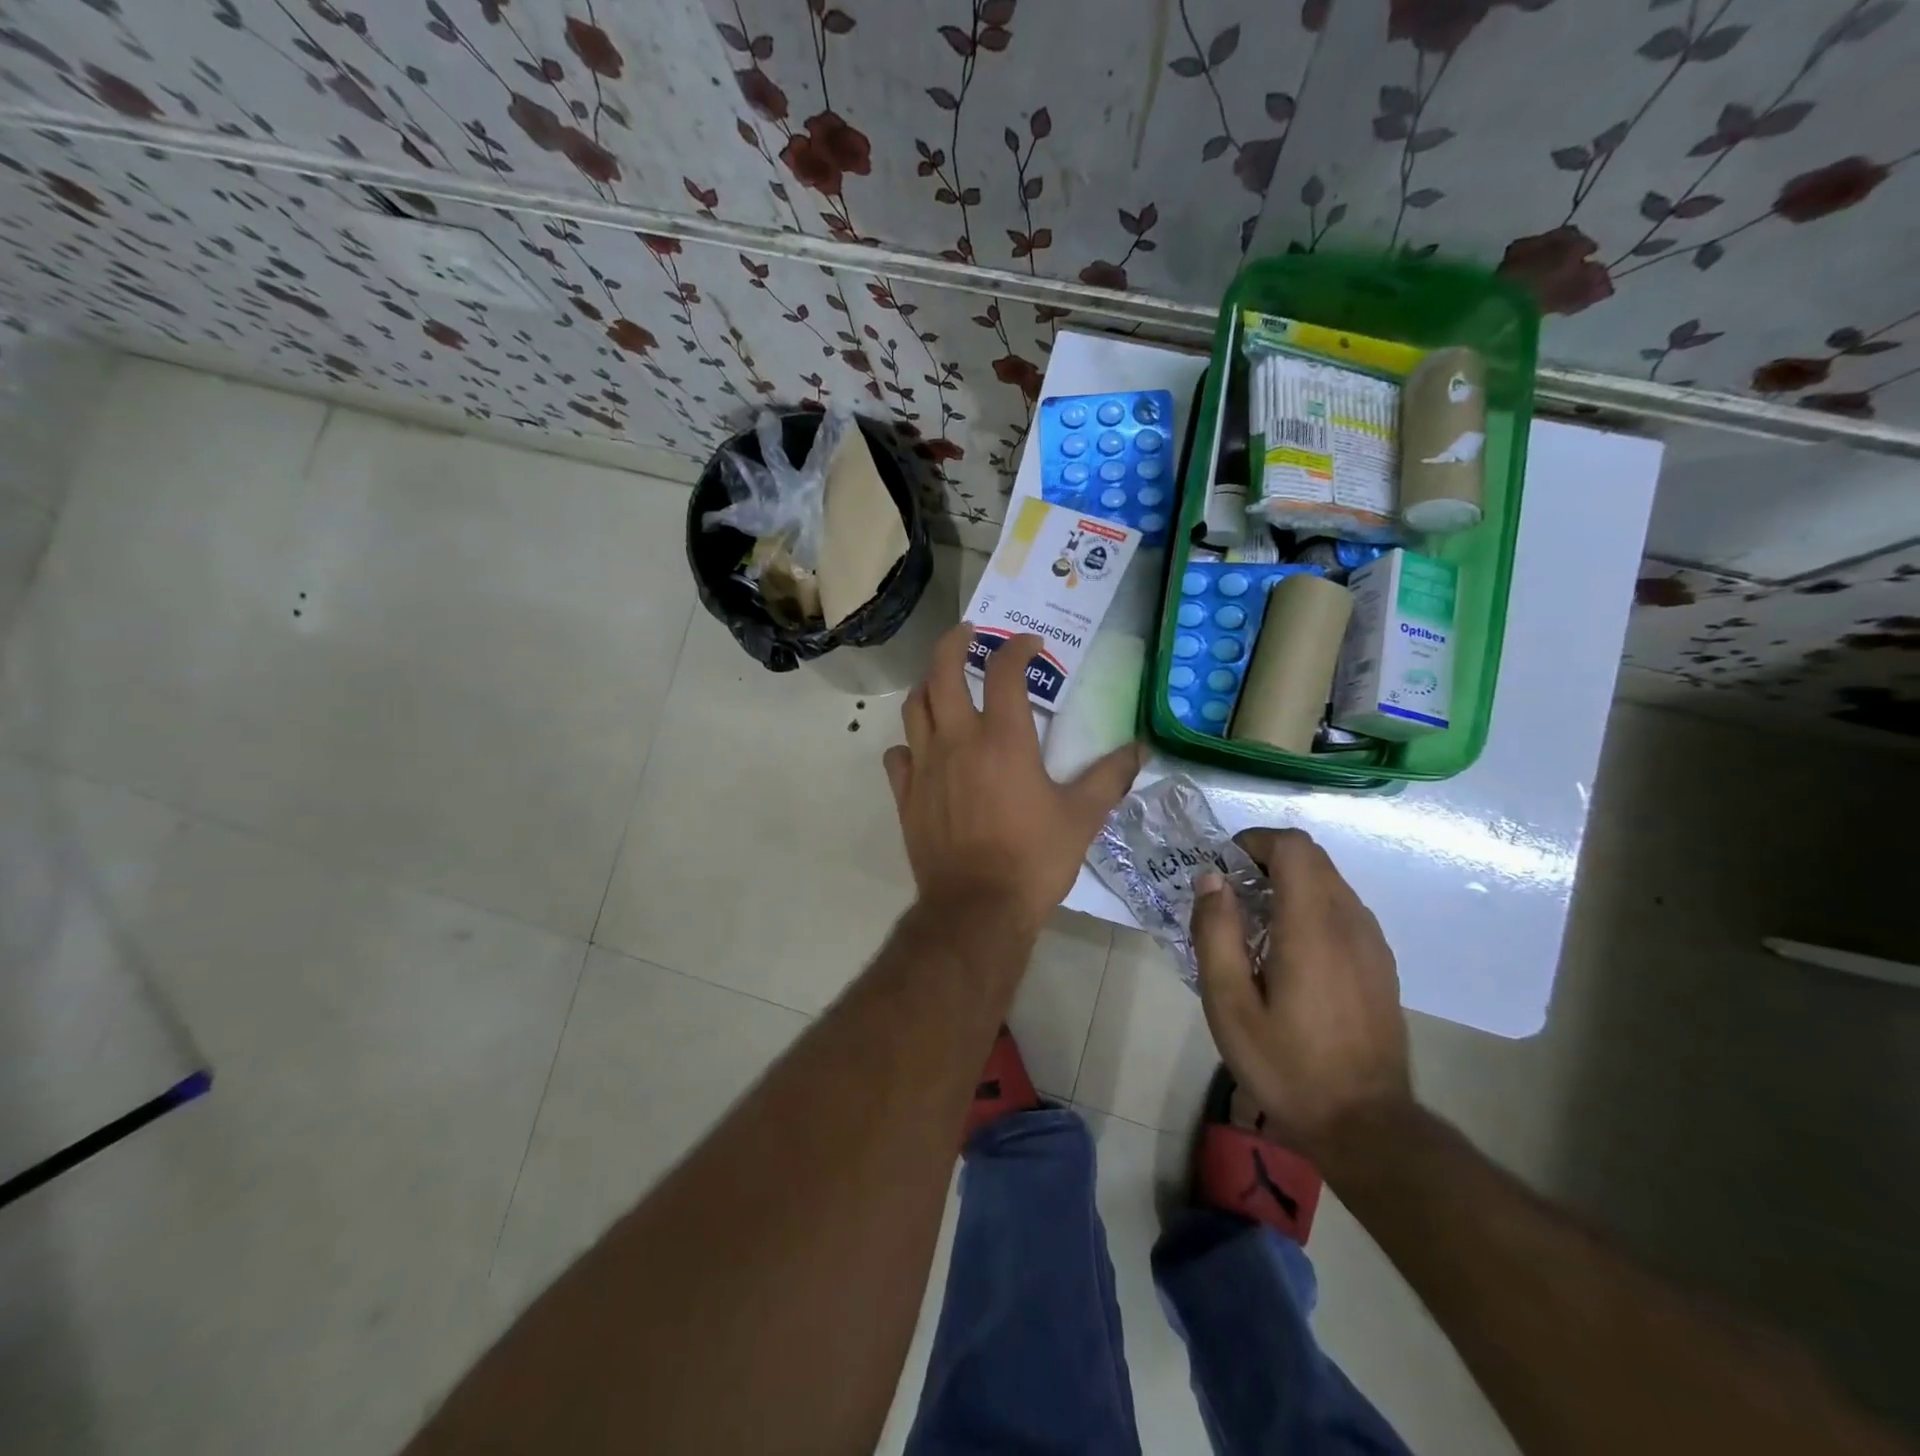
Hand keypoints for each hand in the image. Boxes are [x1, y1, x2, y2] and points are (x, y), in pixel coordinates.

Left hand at [884, 623, 1142, 931]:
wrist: (977, 908)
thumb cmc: (1033, 858)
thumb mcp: (1082, 817)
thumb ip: (1109, 777)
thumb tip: (1140, 749)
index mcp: (1003, 739)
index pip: (1004, 671)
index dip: (1017, 648)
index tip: (1030, 645)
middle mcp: (957, 741)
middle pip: (942, 672)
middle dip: (954, 643)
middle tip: (968, 634)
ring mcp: (924, 766)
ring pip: (914, 707)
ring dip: (929, 686)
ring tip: (943, 683)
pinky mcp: (905, 795)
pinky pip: (898, 756)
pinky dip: (909, 744)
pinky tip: (922, 750)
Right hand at [1191, 828, 1411, 1162]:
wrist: (1366, 1125)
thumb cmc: (1287, 1066)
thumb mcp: (1229, 1005)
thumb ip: (1216, 934)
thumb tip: (1211, 880)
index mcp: (1312, 927)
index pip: (1293, 847)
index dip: (1255, 841)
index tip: (1225, 867)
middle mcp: (1350, 922)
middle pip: (1312, 857)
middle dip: (1267, 858)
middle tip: (1231, 895)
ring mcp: (1372, 943)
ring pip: (1330, 881)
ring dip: (1290, 882)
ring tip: (1255, 923)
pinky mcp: (1381, 963)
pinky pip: (1343, 909)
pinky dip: (1311, 905)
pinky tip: (1289, 950)